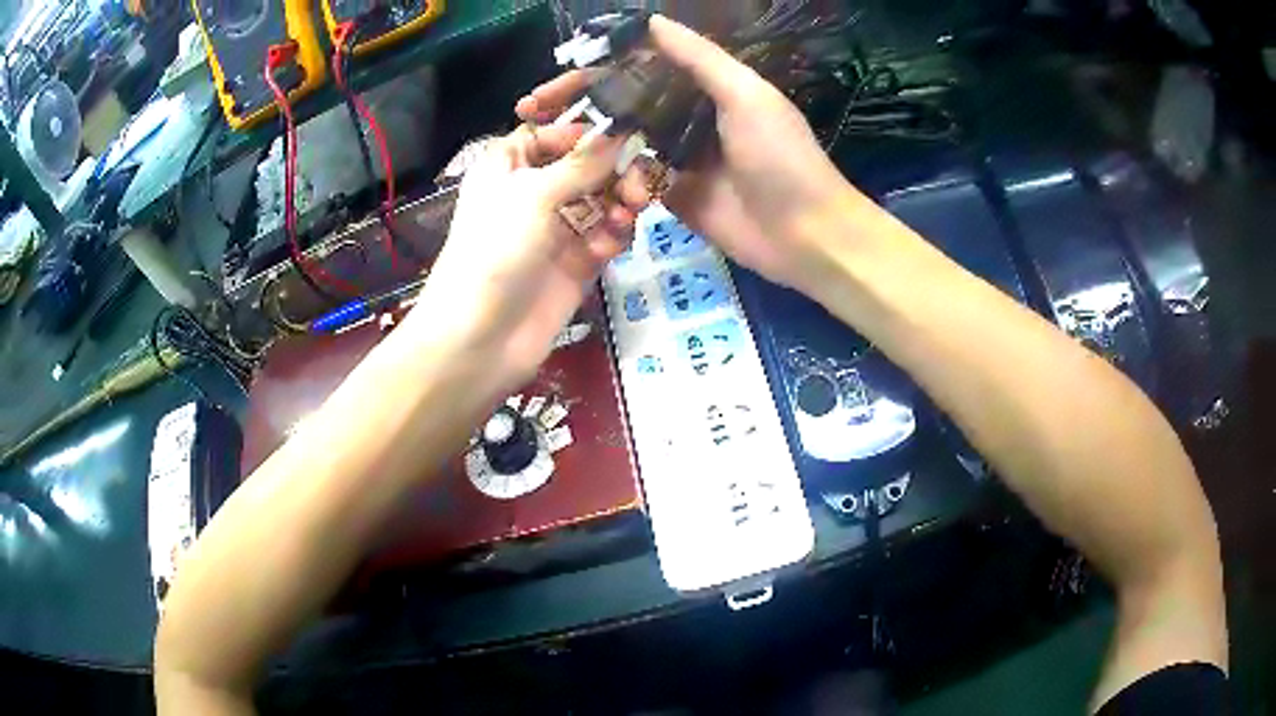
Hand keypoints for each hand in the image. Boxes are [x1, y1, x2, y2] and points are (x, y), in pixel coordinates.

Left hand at [409, 123, 646, 390]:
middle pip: (586, 165)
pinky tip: (610, 246)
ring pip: (603, 199)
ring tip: (628, 212)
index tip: (622, 133)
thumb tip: (621, 130)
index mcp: (509, 165)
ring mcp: (556, 228)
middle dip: (614, 170)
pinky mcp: (576, 262)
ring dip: (620, 201)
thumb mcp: (533, 195)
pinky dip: (614, 235)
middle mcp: (534, 191)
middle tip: (637, 183)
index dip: (585, 132)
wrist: (481, 337)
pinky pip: (606, 235)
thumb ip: (582, 163)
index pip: (551, 133)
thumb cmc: (495, 251)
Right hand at [516, 15, 867, 290]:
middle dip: (578, 105)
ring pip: (623, 141)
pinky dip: (615, 180)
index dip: (598, 68)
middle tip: (531, 110)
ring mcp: (678, 158)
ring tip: (545, 143)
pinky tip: (591, 181)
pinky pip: (635, 181)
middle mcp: (686, 117)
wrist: (806, 234)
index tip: (556, 74)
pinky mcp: (675, 196)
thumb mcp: (745, 95)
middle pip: (623, 102)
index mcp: (704, 88)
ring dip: (588, 141)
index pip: (640, 68)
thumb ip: (700, 58)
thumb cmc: (781, 157)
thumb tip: (652, 21)